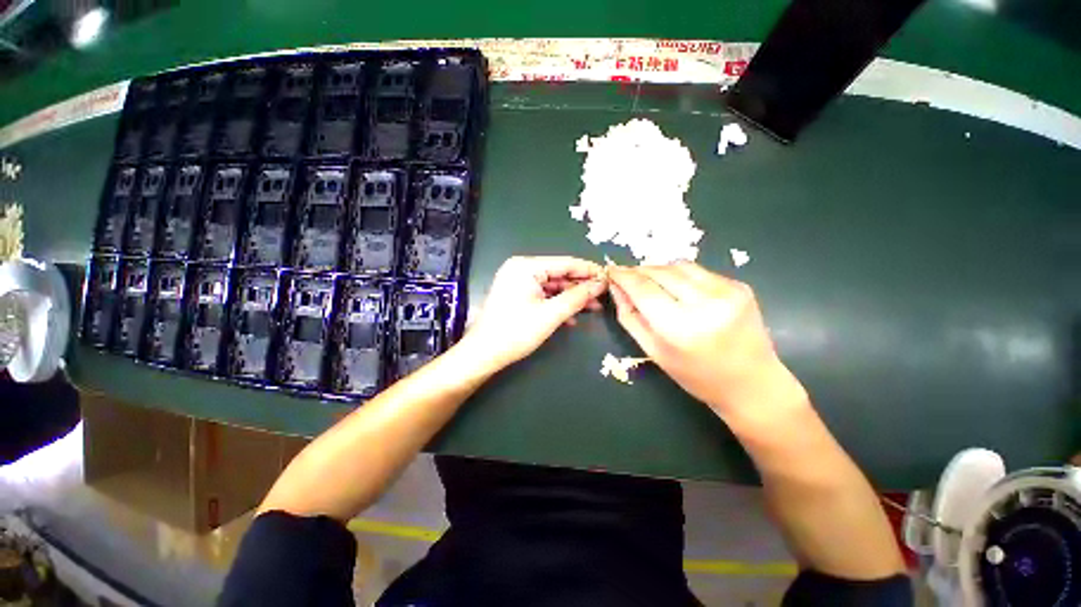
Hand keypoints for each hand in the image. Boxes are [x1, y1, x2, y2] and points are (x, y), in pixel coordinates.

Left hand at [462, 256, 606, 368]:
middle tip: (602, 295)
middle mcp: (521, 269)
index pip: (565, 263)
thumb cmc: (515, 332)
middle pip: (559, 274)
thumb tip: (599, 285)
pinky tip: (571, 317)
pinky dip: (557, 304)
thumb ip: (577, 298)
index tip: (608, 277)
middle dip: (580, 286)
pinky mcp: (517, 295)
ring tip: (593, 307)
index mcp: (526, 267)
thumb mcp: (550, 315)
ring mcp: (518, 282)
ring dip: (571, 298)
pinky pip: (543, 295)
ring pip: (552, 286)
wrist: (484, 354)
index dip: (588, 270)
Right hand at [608, 263, 806, 422]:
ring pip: (679, 266)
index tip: (611, 270)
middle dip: (639, 271)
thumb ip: (630, 316)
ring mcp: (727, 291)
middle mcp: (705, 303)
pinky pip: (698, 272)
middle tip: (627, 278)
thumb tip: (616, 287)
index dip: (624, 276)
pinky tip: (679, 291)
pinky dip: (681, 276)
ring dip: (659, 271)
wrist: (752, 384)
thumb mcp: (653, 351)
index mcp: (680, 327)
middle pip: (660, 272)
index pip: (643, 289)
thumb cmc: (696, 376)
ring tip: (651, 283)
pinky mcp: (739, 286)